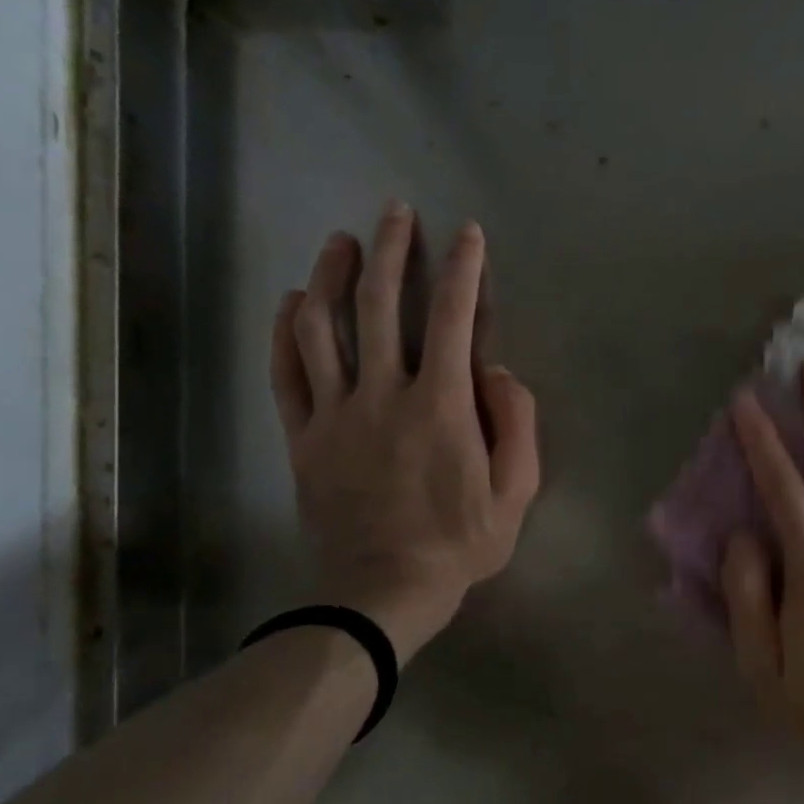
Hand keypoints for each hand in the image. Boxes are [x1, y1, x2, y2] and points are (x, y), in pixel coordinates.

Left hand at [270, 207, 539, 662]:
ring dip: (333, 276)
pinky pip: (287, 374)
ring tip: (342, 242)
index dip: (464, 269)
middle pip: (383, 305)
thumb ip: (517, 423)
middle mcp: (385, 394)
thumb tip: (497, 370)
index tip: (468, 235)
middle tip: (397, 212)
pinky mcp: (303, 437)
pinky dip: (286, 332)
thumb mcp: (516, 492)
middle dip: (393, 250)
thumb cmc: (461, 543)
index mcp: (442, 405)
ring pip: (325, 328)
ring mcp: (336, 414)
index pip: (456, 318)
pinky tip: (293, 301)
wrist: (384, 591)